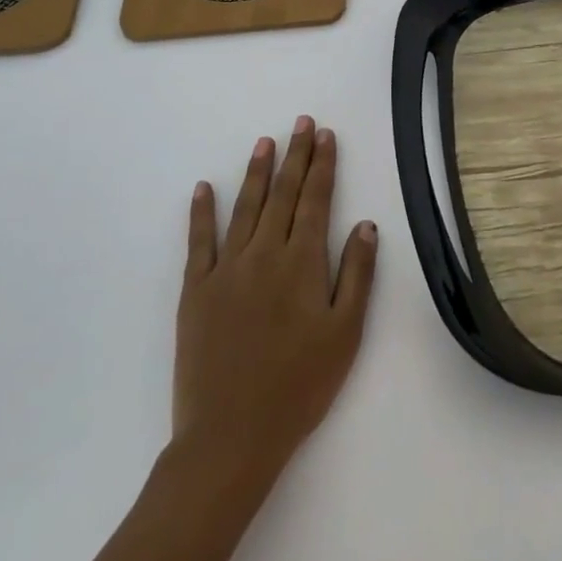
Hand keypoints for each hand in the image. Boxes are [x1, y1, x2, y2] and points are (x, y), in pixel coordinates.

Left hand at [171, 116, 377, 492]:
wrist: (230, 437)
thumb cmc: (299, 386)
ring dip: (256, 172)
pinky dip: (201, 212)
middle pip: (283, 194)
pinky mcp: (195, 291)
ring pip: (245, 208)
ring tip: (265, 142)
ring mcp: (226, 270)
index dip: (323, 165)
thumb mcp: (345, 334)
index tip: (327, 135)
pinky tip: (203, 188)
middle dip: (295, 156)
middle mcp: (265, 254)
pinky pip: (198, 242)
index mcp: (303, 263)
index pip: (316, 200)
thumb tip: (365, 224)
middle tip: (301, 123)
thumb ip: (356, 275)